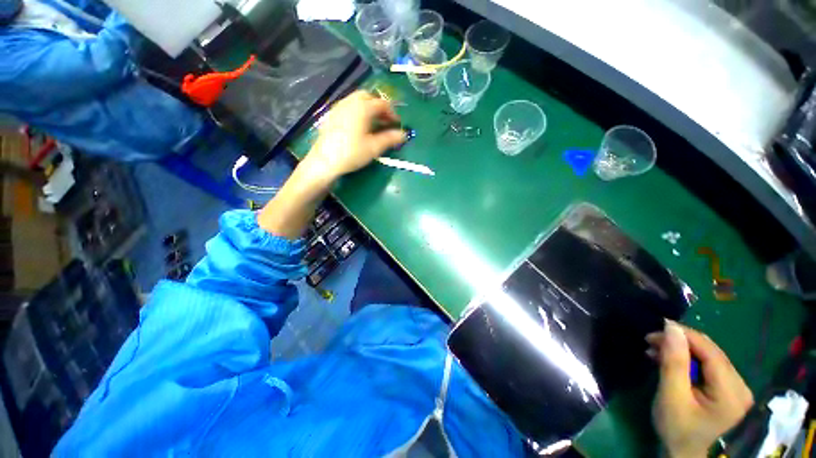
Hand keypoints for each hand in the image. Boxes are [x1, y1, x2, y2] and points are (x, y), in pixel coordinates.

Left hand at [305, 91, 405, 179]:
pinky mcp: (331, 115)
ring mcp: (339, 107)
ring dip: (368, 108)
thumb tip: (404, 134)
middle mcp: (350, 102)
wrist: (325, 161)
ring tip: (373, 123)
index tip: (397, 124)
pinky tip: (358, 126)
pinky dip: (358, 111)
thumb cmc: (352, 153)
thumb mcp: (374, 147)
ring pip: (356, 100)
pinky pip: (348, 106)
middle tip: (385, 121)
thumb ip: (390, 139)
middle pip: (368, 96)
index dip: (392, 113)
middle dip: (379, 106)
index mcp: (363, 107)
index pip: (382, 104)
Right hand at [647, 321, 752, 457]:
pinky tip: (670, 360)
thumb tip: (671, 327)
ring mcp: (736, 388)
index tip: (657, 326)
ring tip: (655, 350)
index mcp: (731, 392)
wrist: (684, 452)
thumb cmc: (676, 428)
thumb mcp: (671, 396)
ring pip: (708, 356)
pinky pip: (708, 365)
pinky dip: (687, 360)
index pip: (711, 352)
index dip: (685, 335)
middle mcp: (741, 386)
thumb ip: (674, 362)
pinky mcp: (729, 389)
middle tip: (650, 340)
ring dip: (681, 350)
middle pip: (711, 352)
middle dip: (680, 343)